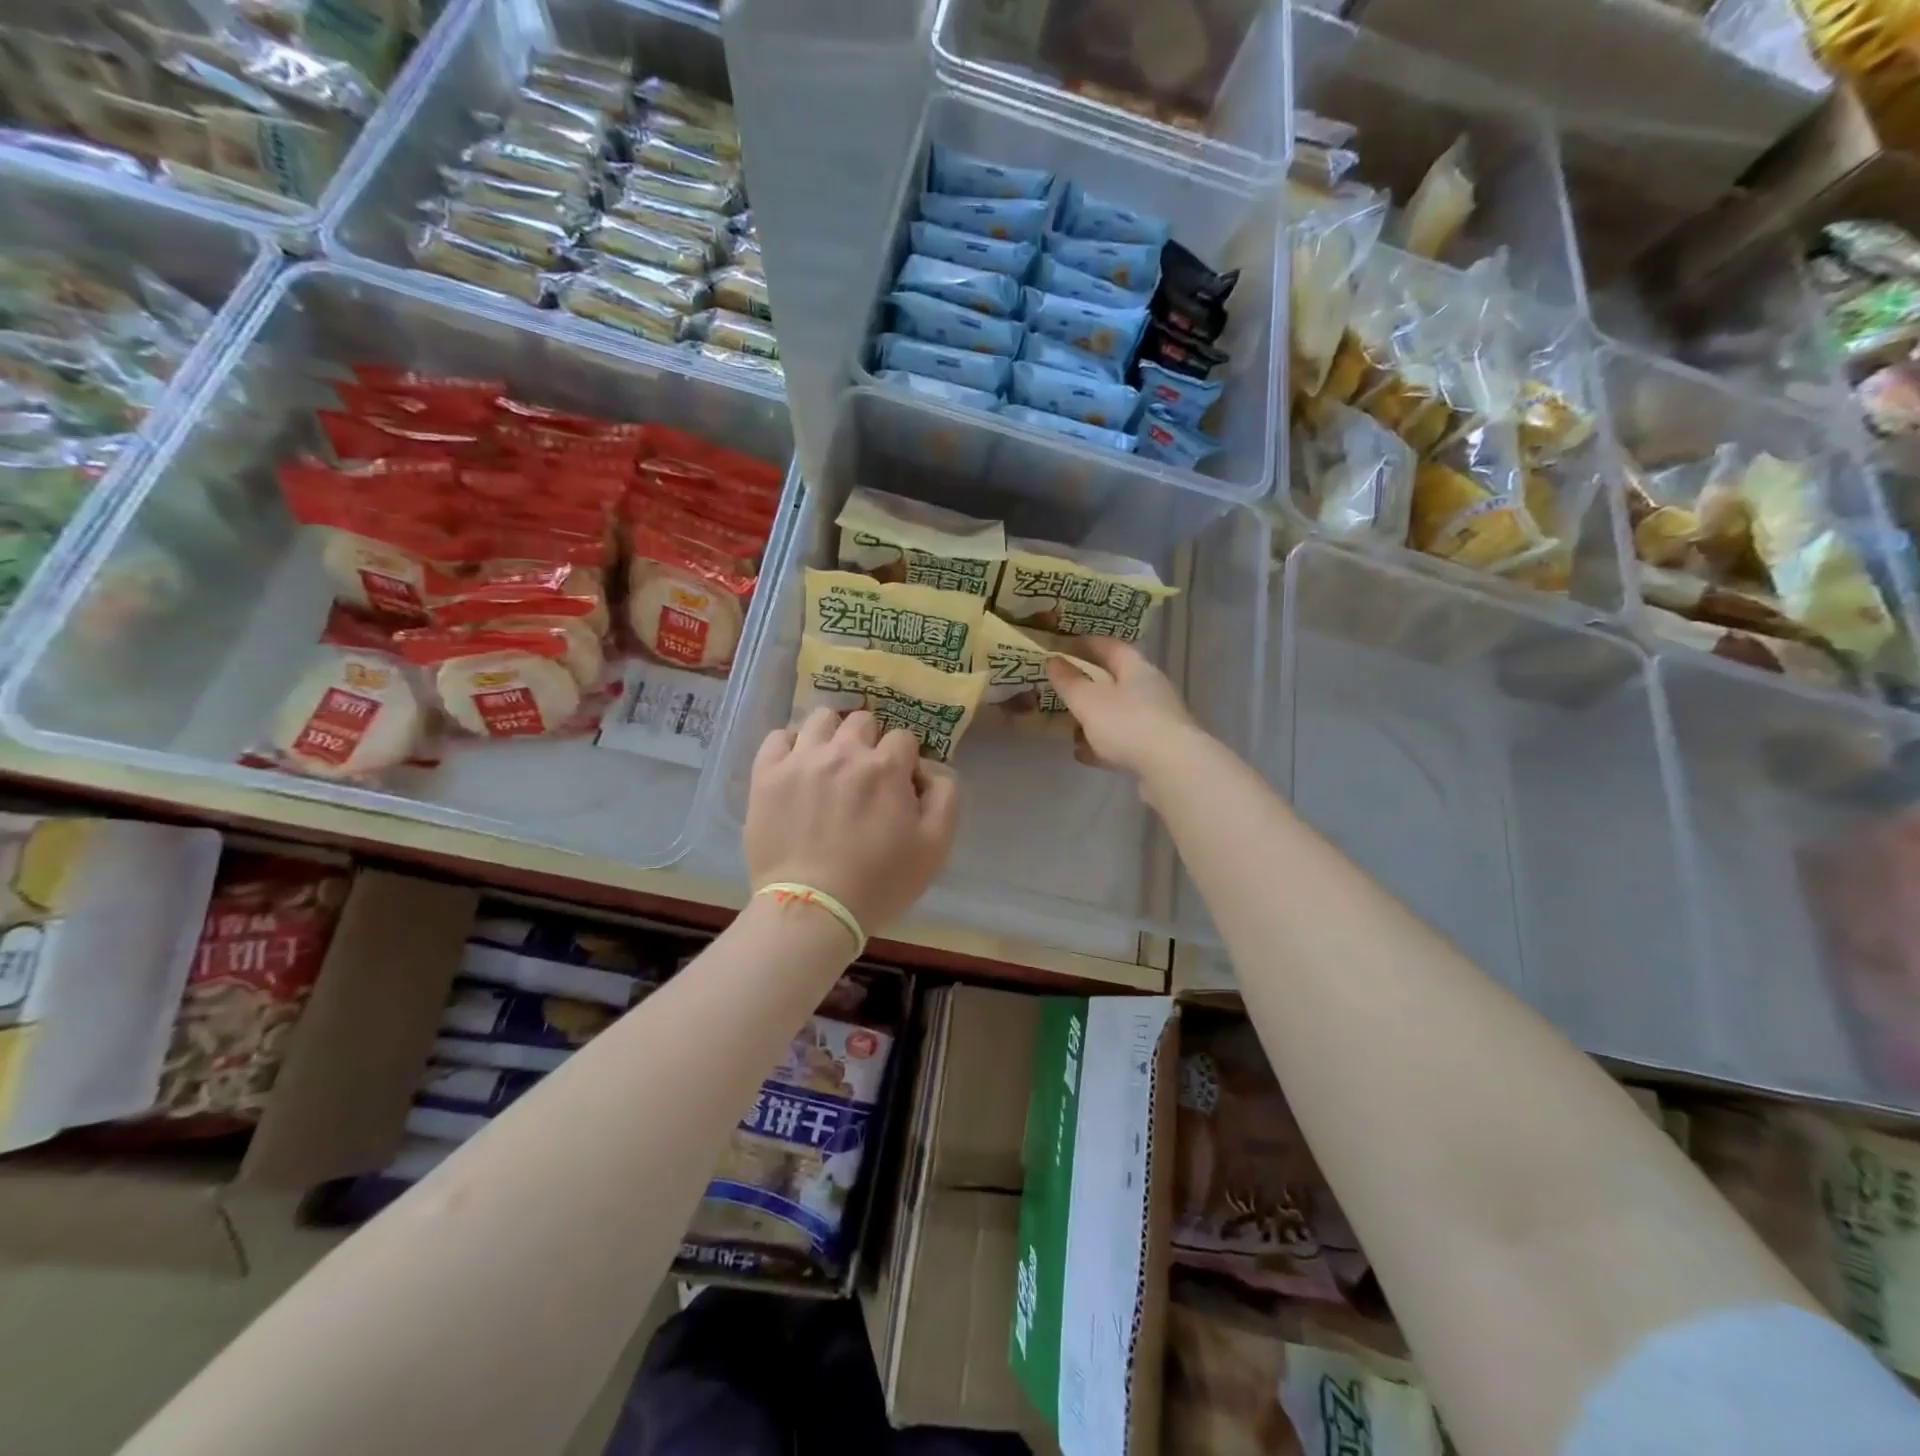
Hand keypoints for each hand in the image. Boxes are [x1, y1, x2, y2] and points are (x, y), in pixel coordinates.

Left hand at [744, 709, 959, 932]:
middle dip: (871, 742)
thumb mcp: (936, 846)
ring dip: (833, 734)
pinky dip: (792, 745)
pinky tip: (798, 766)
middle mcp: (844, 751)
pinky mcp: (767, 774)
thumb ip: (945, 796)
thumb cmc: (880, 881)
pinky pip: (779, 737)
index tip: (900, 786)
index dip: (906, 760)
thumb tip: (930, 770)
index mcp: (886, 766)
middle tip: (866, 776)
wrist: (813, 909)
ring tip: (831, 763)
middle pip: (863, 721)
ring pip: (821, 718)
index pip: (904, 738)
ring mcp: (801, 759)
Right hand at [1045, 637, 1204, 780]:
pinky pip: (1124, 740)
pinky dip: (1103, 744)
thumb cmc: (1127, 724)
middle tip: (1062, 688)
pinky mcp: (1158, 749)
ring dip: (1094, 717)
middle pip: (1116, 680)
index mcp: (1137, 669)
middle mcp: (1151, 690)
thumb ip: (1069, 682)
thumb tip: (1053, 660)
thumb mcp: (1088, 700)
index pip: (1110, 646)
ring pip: (1119, 712)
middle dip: (1088, 683)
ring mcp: (1157, 720)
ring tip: (1068, 726)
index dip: (1086, 643)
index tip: (1063, 646)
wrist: (1172, 768)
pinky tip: (1084, 754)